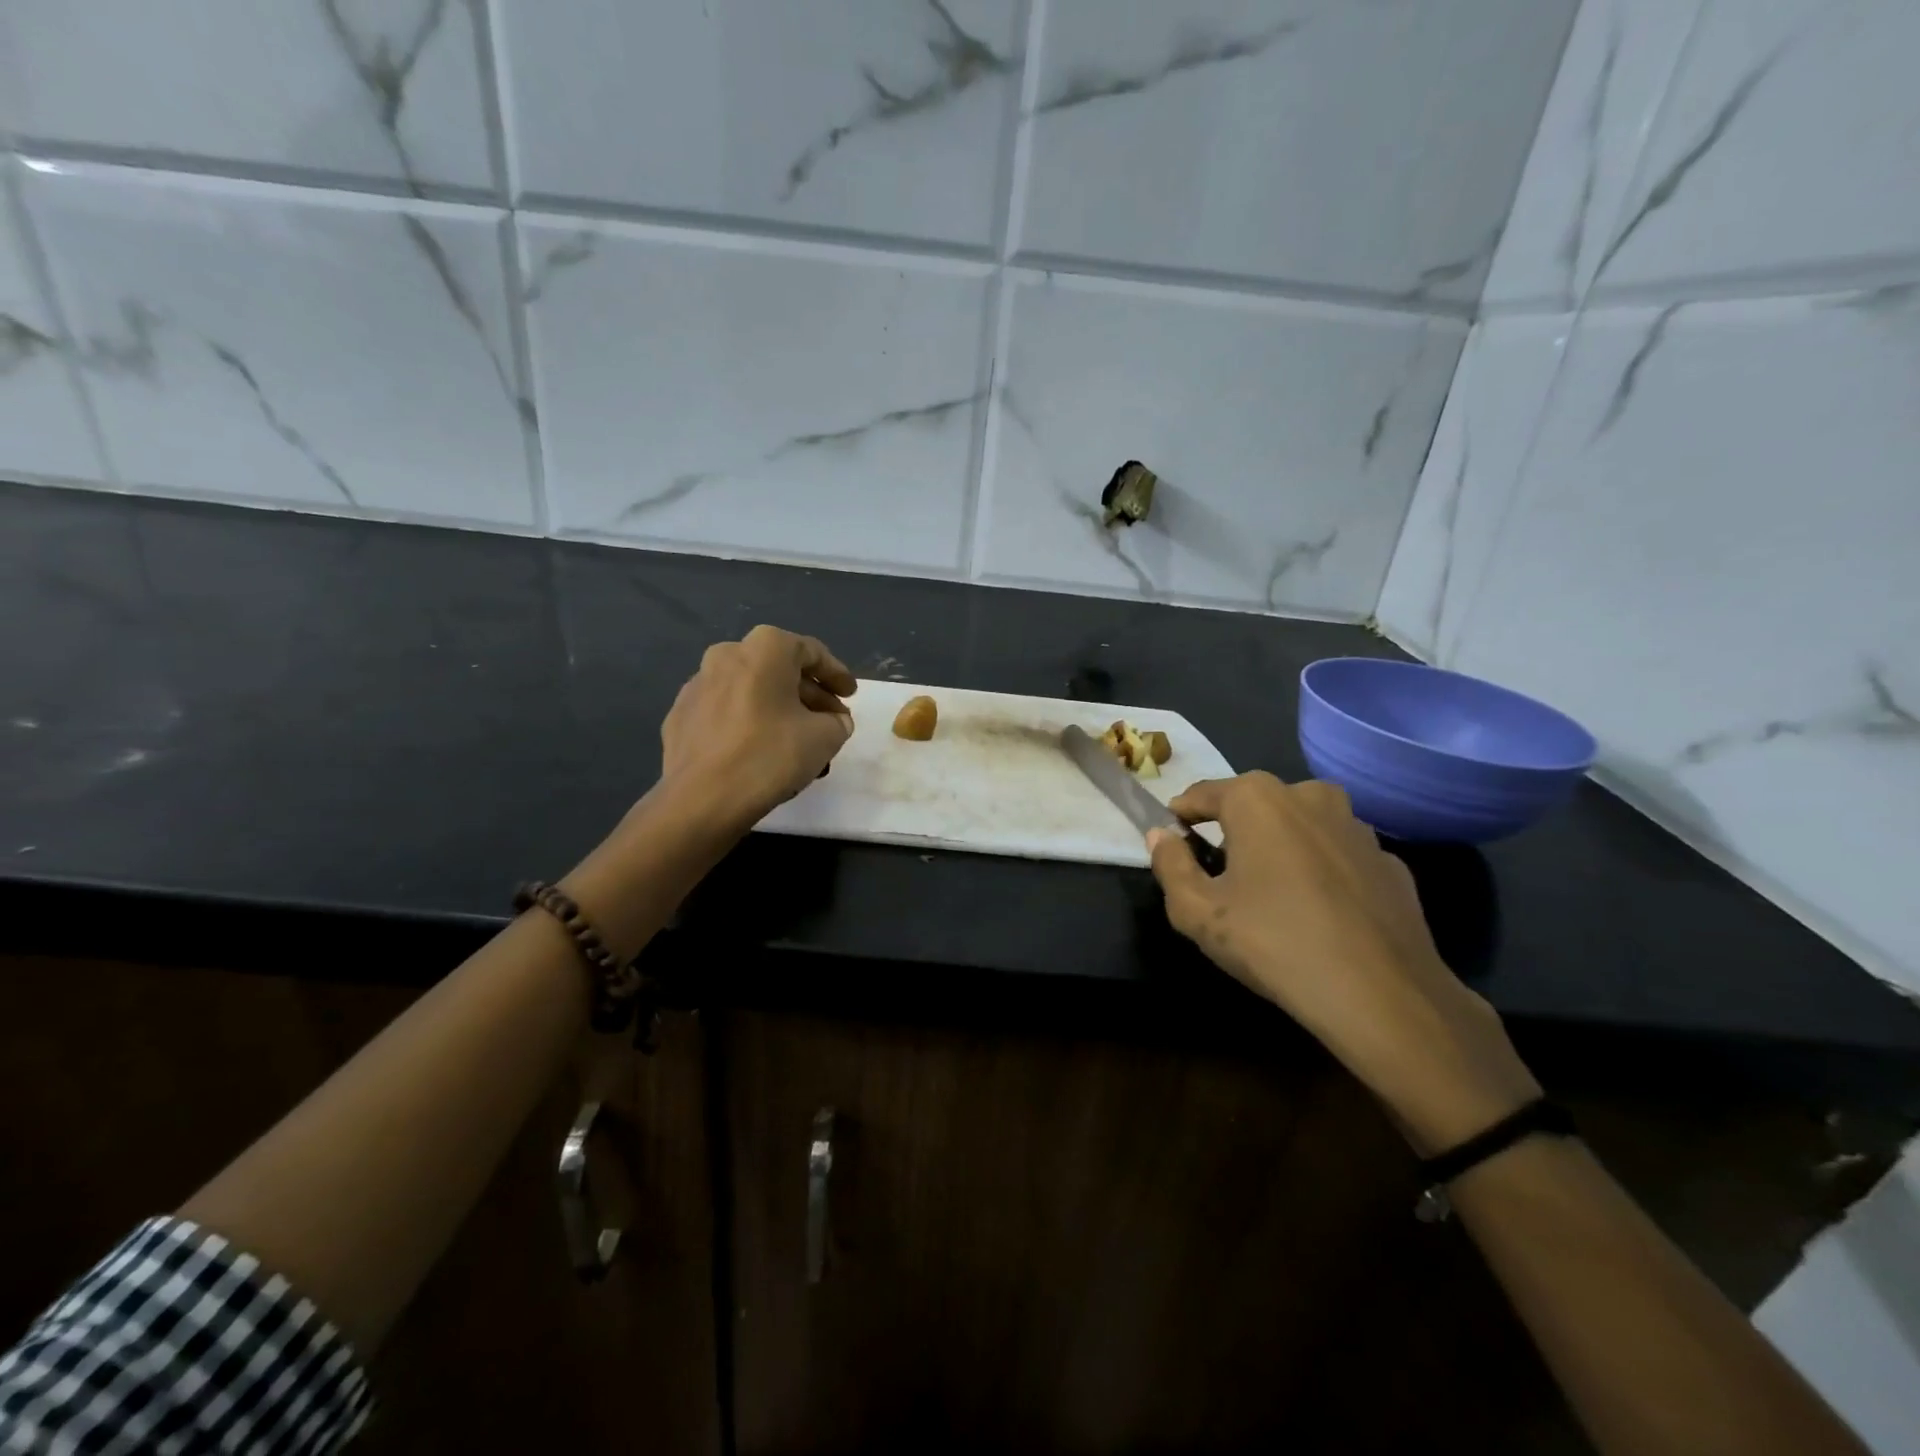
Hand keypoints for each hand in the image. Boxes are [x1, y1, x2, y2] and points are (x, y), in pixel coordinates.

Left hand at [658, 625, 856, 826]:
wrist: (701, 799)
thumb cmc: (770, 755)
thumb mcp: (825, 738)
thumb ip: (837, 722)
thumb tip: (833, 721)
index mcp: (765, 649)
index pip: (811, 652)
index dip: (836, 674)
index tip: (851, 695)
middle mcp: (727, 655)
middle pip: (779, 670)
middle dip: (808, 695)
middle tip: (830, 721)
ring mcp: (697, 685)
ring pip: (751, 691)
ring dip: (778, 709)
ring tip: (798, 740)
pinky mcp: (680, 716)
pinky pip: (726, 711)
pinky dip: (748, 723)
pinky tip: (760, 750)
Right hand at [1148, 773, 1538, 1152]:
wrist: (1382, 995)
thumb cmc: (1273, 943)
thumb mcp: (1197, 912)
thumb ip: (1170, 865)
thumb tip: (1161, 836)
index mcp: (1257, 798)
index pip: (1202, 794)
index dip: (1181, 816)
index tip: (1172, 841)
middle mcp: (1309, 795)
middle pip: (1254, 805)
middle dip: (1233, 831)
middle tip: (1221, 876)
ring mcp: (1357, 825)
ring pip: (1300, 826)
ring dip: (1280, 848)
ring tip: (1272, 896)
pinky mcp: (1390, 860)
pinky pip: (1338, 855)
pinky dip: (1321, 871)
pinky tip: (1319, 914)